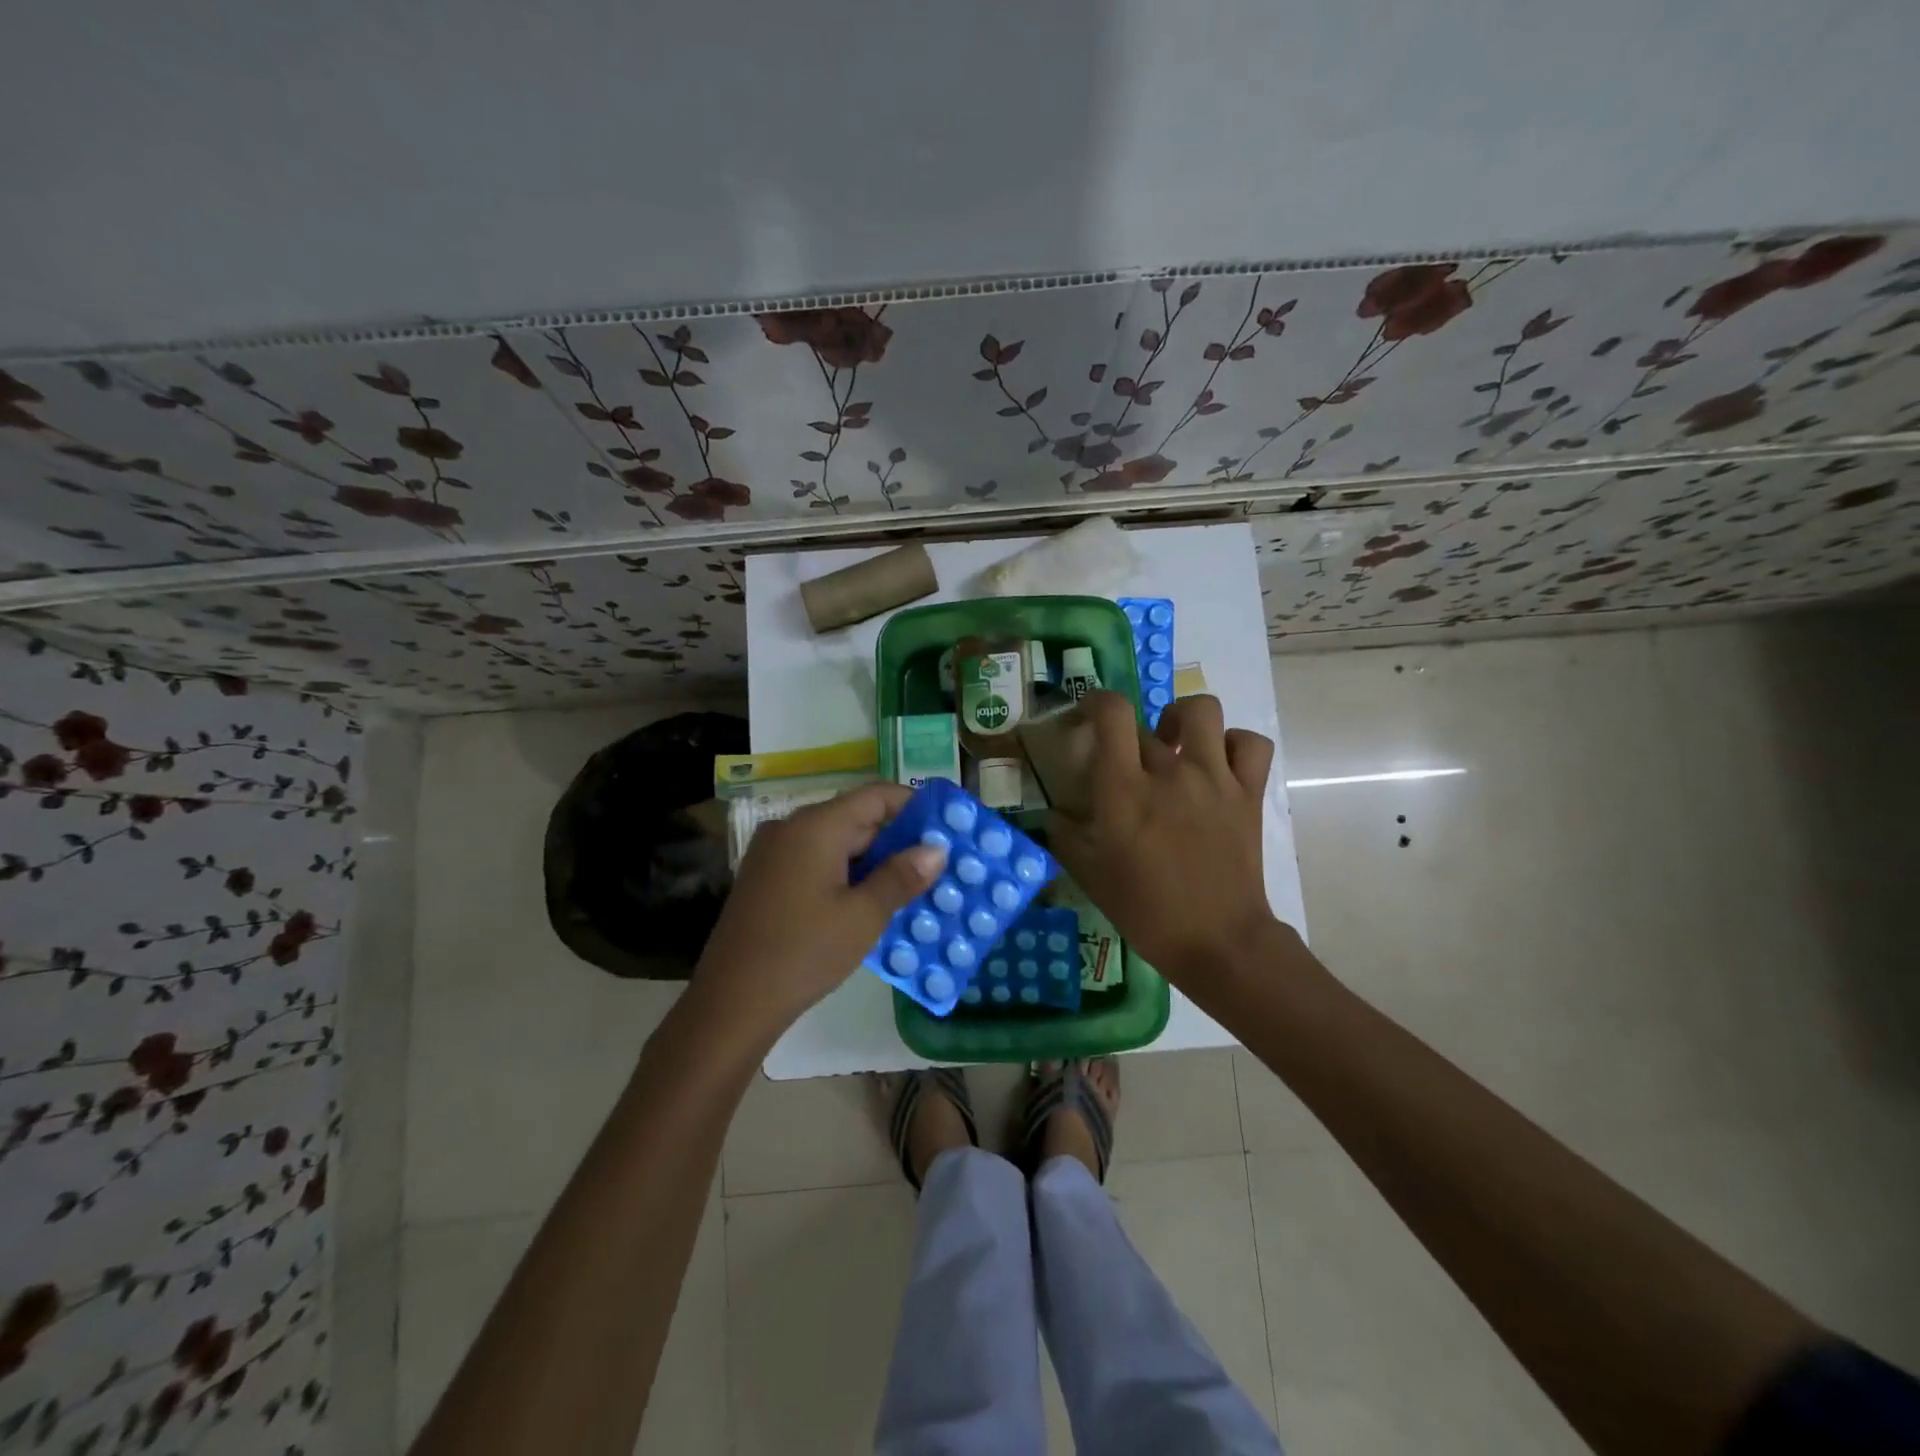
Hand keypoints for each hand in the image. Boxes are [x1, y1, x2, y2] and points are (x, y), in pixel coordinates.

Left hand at [693, 783, 945, 1034]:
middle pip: (855, 817)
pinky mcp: (765, 878)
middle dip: (897, 839)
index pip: (875, 796)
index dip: (914, 806)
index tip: (947, 828)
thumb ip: (901, 876)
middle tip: (936, 865)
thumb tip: (936, 849)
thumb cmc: (804, 952)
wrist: (731, 1002)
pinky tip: (868, 901)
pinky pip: (815, 861)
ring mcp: (773, 852)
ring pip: (835, 842)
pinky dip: (845, 873)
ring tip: (911, 886)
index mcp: (815, 826)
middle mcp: (791, 827)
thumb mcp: (863, 916)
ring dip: (872, 860)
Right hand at [1048, 691, 1277, 982]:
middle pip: (1146, 724)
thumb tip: (1055, 813)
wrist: (1217, 940)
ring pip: (1203, 710)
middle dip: (1130, 737)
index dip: (1097, 701)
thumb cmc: (1145, 910)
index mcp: (1125, 789)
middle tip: (1127, 764)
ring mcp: (1215, 778)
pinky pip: (1250, 744)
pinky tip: (1217, 762)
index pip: (1112, 713)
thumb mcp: (1089, 875)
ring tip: (1175, 743)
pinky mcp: (1248, 792)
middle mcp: (1170, 771)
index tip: (1089, 716)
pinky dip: (1234, 743)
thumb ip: (1065, 836)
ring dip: (1182, 718)